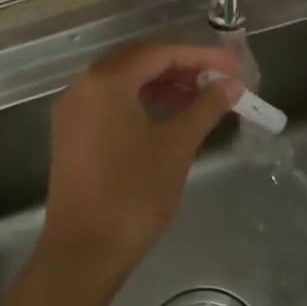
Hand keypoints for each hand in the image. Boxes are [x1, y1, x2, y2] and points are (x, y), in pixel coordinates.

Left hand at [41, 40, 240, 278]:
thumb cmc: (134, 194)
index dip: (200, 56)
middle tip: (219, 76)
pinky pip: (111, 101)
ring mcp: (74, 111)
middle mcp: (83, 87)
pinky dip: (142, 99)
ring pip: (124, 80)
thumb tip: (231, 85)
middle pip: (138, 60)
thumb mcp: (177, 147)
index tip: (233, 64)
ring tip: (202, 95)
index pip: (159, 53)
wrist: (84, 252)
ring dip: (163, 82)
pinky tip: (171, 113)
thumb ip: (205, 108)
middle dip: (181, 65)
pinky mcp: (73, 133)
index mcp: (106, 82)